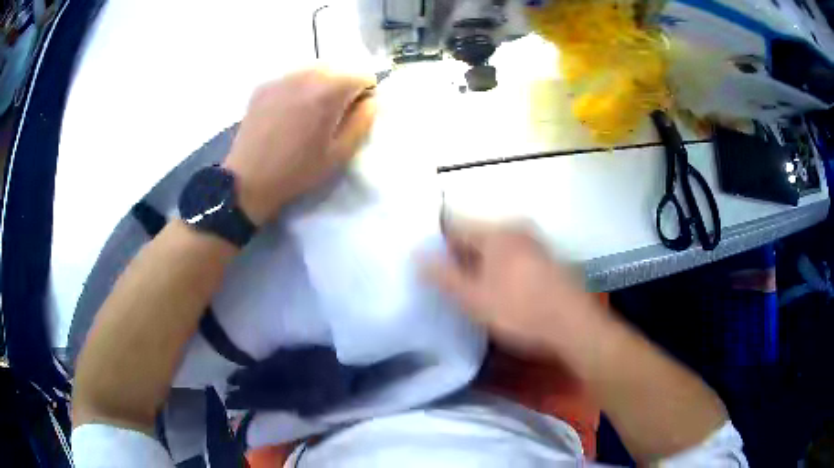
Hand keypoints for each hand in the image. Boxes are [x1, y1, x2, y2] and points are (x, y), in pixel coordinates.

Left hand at [224, 67, 376, 225]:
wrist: (248, 181)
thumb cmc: (298, 171)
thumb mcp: (340, 153)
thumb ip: (363, 121)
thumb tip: (372, 100)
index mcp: (329, 90)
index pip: (363, 75)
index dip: (365, 95)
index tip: (353, 115)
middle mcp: (306, 74)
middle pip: (338, 69)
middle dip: (342, 87)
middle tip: (331, 116)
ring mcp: (282, 77)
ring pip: (314, 71)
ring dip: (320, 86)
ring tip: (307, 114)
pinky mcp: (264, 85)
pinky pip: (292, 78)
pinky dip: (298, 89)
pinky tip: (287, 114)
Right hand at [423, 222, 608, 356]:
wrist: (574, 327)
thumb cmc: (521, 311)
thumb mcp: (476, 299)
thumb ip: (444, 276)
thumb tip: (417, 255)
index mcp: (497, 232)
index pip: (454, 226)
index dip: (436, 243)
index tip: (424, 262)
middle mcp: (516, 229)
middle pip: (475, 237)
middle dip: (457, 256)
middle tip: (442, 281)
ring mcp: (534, 243)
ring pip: (494, 248)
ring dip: (477, 264)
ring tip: (464, 289)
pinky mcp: (545, 259)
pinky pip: (511, 257)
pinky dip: (497, 269)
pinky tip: (495, 291)